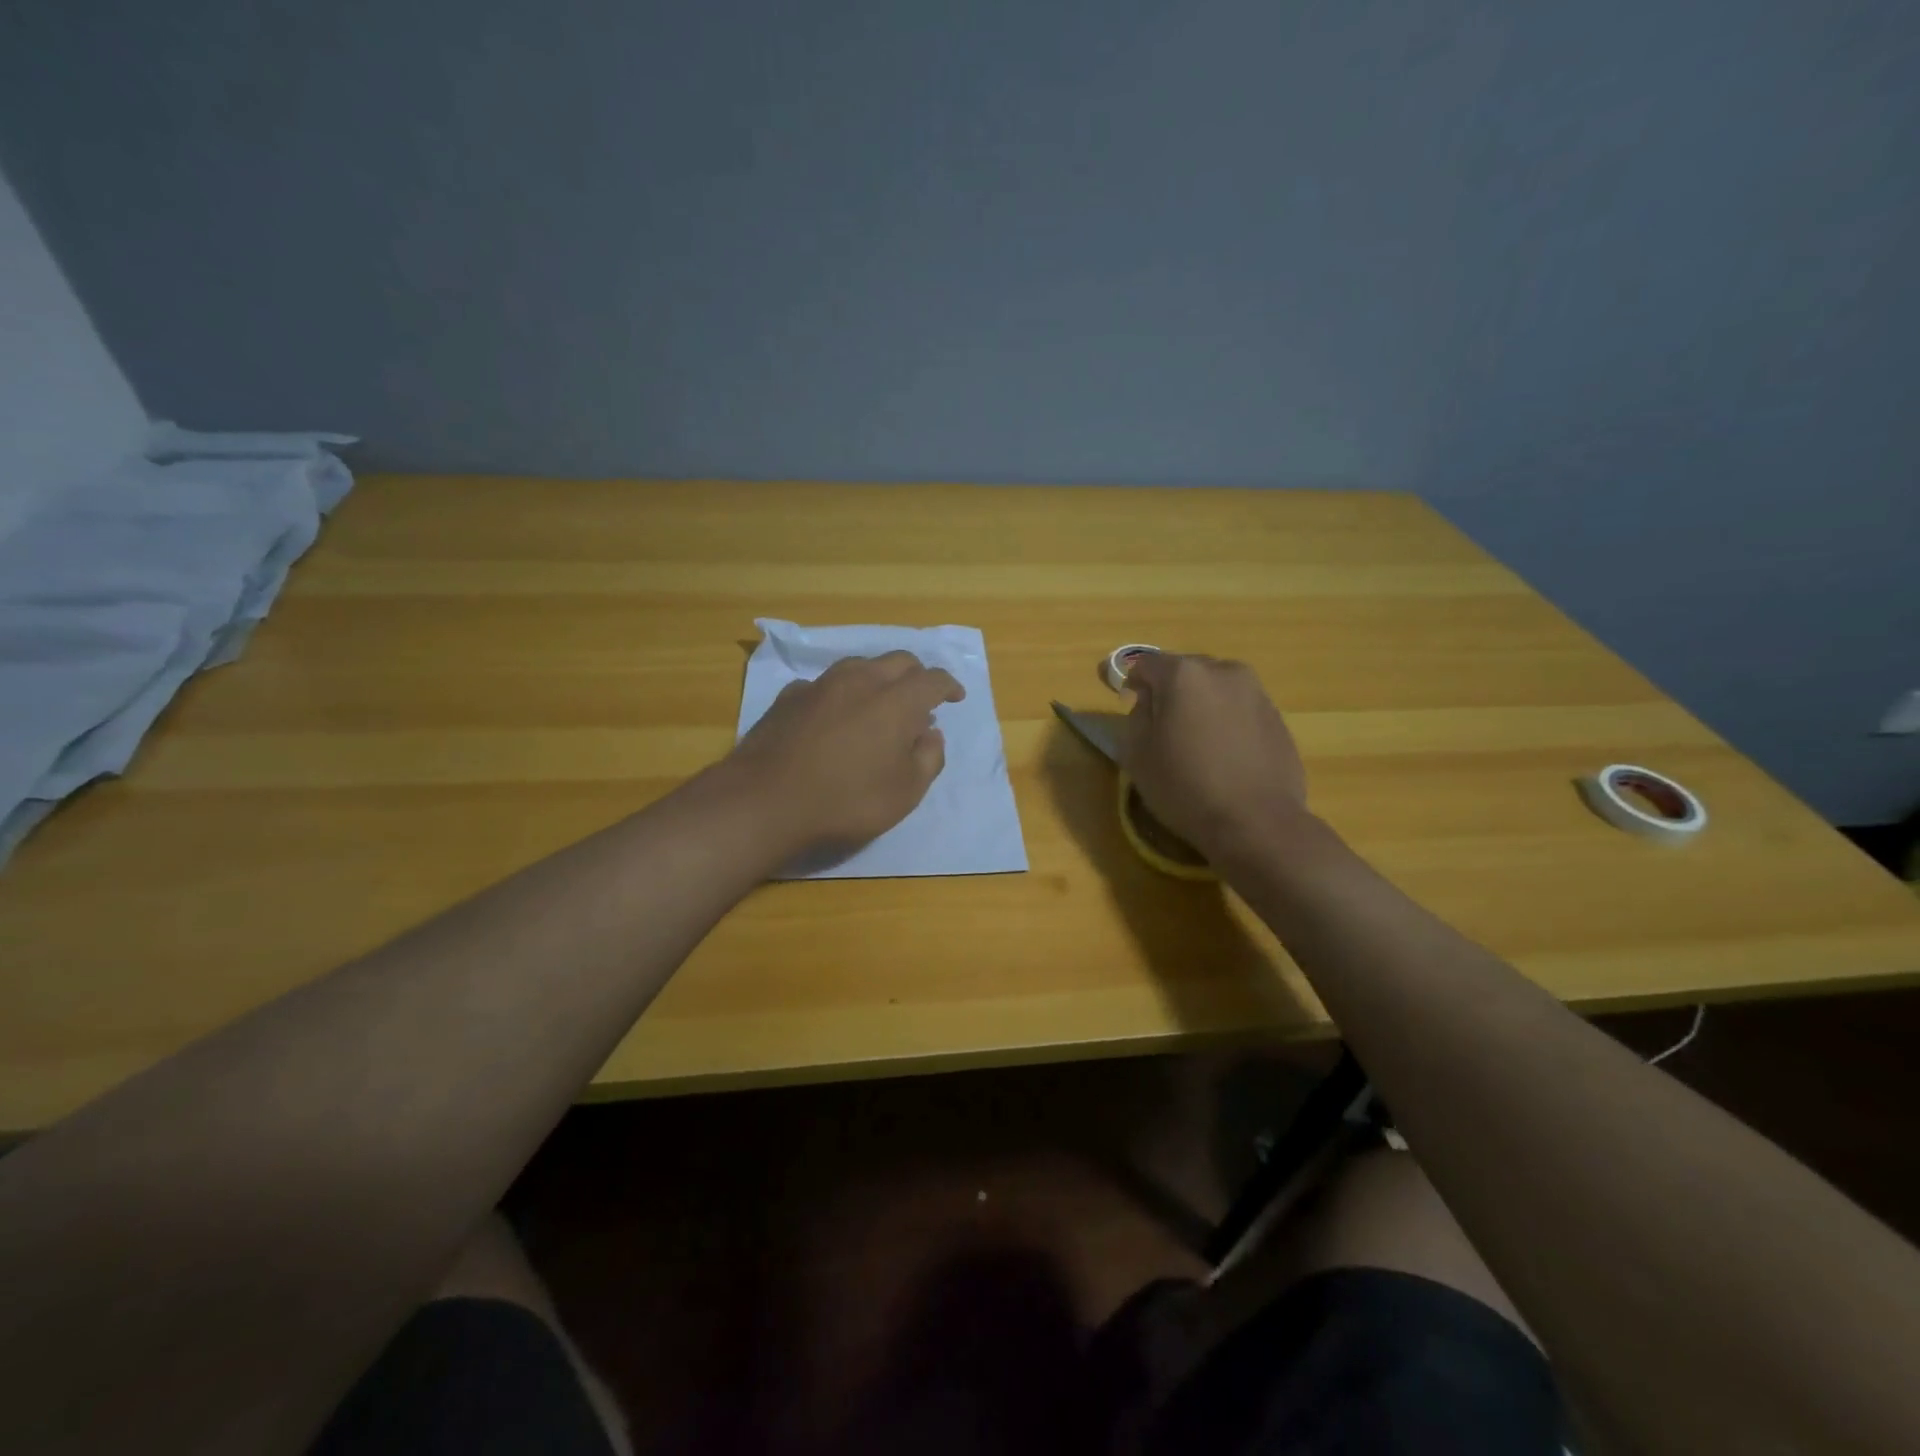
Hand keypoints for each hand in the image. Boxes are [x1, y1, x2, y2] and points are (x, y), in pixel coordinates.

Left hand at [726, 652, 965, 856]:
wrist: (765, 800)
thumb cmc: (846, 800)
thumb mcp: (905, 793)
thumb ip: (928, 759)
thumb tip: (931, 734)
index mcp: (897, 701)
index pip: (933, 679)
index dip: (949, 686)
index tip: (955, 697)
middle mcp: (861, 680)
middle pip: (898, 661)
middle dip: (916, 676)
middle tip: (921, 700)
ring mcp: (821, 684)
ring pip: (860, 666)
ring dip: (879, 679)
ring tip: (879, 705)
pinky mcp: (789, 697)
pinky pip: (826, 684)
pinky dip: (842, 694)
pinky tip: (835, 716)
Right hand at [1120, 653, 1307, 859]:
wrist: (1256, 822)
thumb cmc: (1184, 787)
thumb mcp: (1137, 754)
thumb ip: (1136, 715)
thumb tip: (1149, 701)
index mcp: (1184, 674)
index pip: (1145, 664)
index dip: (1130, 681)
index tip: (1125, 701)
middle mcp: (1224, 671)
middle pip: (1185, 671)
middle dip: (1169, 691)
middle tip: (1160, 725)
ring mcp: (1256, 693)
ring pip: (1215, 690)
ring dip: (1201, 705)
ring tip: (1195, 741)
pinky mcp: (1277, 718)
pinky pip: (1239, 710)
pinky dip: (1226, 722)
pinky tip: (1223, 755)